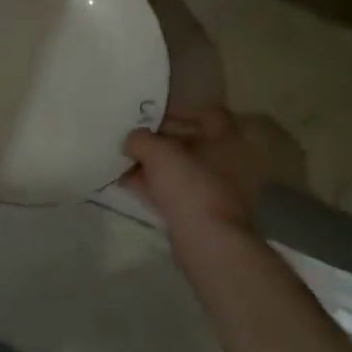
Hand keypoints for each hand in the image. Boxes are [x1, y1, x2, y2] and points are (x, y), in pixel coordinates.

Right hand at [124, 107, 304, 236]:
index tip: (153, 113)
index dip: (180, 109)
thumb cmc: (190, 185)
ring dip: (153, 164)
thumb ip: (140, 139)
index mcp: (228, 140)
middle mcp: (227, 163)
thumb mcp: (158, 152)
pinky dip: (152, 185)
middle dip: (159, 139)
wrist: (207, 241)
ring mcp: (214, 190)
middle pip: (189, 142)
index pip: (207, 114)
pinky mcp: (201, 213)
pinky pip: (173, 191)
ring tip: (123, 158)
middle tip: (132, 136)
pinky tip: (126, 181)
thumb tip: (132, 140)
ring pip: (179, 169)